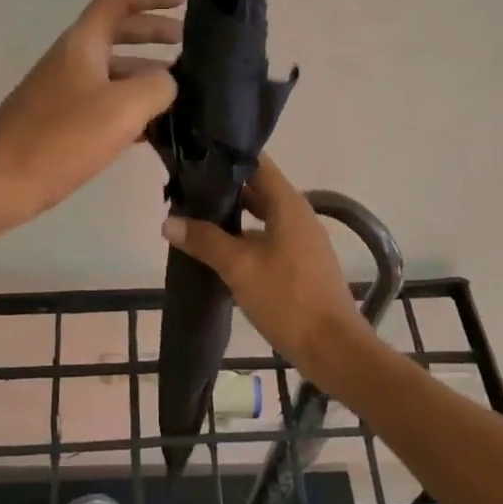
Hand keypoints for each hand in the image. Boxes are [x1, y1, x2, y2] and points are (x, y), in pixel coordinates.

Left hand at [0, 0, 183, 230]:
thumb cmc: (58, 138)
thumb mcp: (121, 108)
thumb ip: (157, 87)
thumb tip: (168, 83)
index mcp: (83, 43)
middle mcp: (74, 60)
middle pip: (119, 33)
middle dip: (155, 33)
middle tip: (189, 47)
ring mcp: (67, 93)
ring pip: (115, 72)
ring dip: (148, 73)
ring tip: (185, 91)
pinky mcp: (63, 125)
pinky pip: (107, 104)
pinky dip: (133, 108)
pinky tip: (158, 129)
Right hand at [161, 156, 367, 376]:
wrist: (334, 349)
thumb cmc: (288, 299)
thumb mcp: (240, 267)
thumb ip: (205, 240)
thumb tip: (169, 221)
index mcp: (288, 204)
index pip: (256, 163)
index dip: (226, 156)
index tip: (195, 154)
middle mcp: (298, 215)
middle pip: (257, 188)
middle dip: (223, 188)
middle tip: (186, 188)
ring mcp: (301, 240)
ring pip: (262, 216)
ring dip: (232, 215)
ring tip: (195, 217)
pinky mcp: (300, 264)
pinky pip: (268, 238)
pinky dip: (244, 238)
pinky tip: (219, 251)